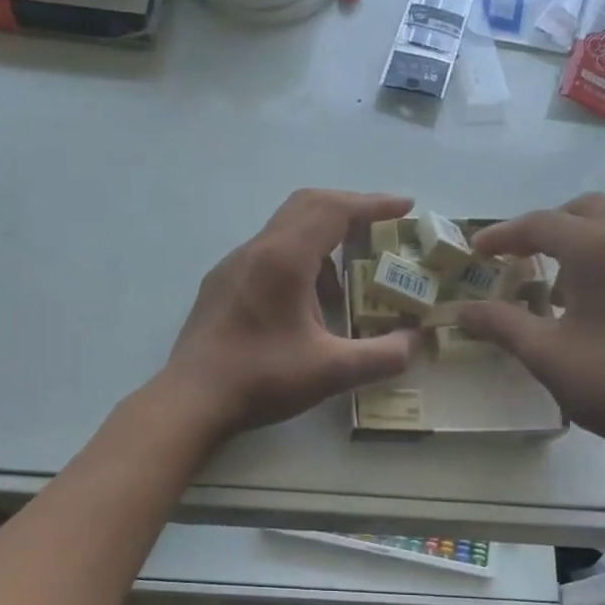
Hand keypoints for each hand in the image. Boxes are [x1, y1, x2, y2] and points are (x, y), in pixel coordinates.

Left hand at [161, 189, 420, 442]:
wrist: (190, 400)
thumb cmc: (260, 379)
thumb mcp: (330, 372)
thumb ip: (381, 356)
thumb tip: (414, 343)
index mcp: (284, 258)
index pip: (334, 210)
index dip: (373, 204)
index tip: (405, 207)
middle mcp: (257, 249)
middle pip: (307, 205)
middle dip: (349, 210)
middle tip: (380, 229)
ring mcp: (233, 265)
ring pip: (285, 229)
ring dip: (321, 241)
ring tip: (344, 284)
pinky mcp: (221, 283)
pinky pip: (267, 253)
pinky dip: (297, 259)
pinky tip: (304, 304)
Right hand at [457, 194, 604, 470]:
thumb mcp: (544, 354)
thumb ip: (500, 324)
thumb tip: (460, 312)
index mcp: (601, 250)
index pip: (541, 224)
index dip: (502, 235)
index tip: (475, 251)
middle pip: (581, 210)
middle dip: (543, 227)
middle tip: (516, 257)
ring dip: (572, 241)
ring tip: (549, 285)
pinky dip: (597, 258)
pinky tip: (584, 303)